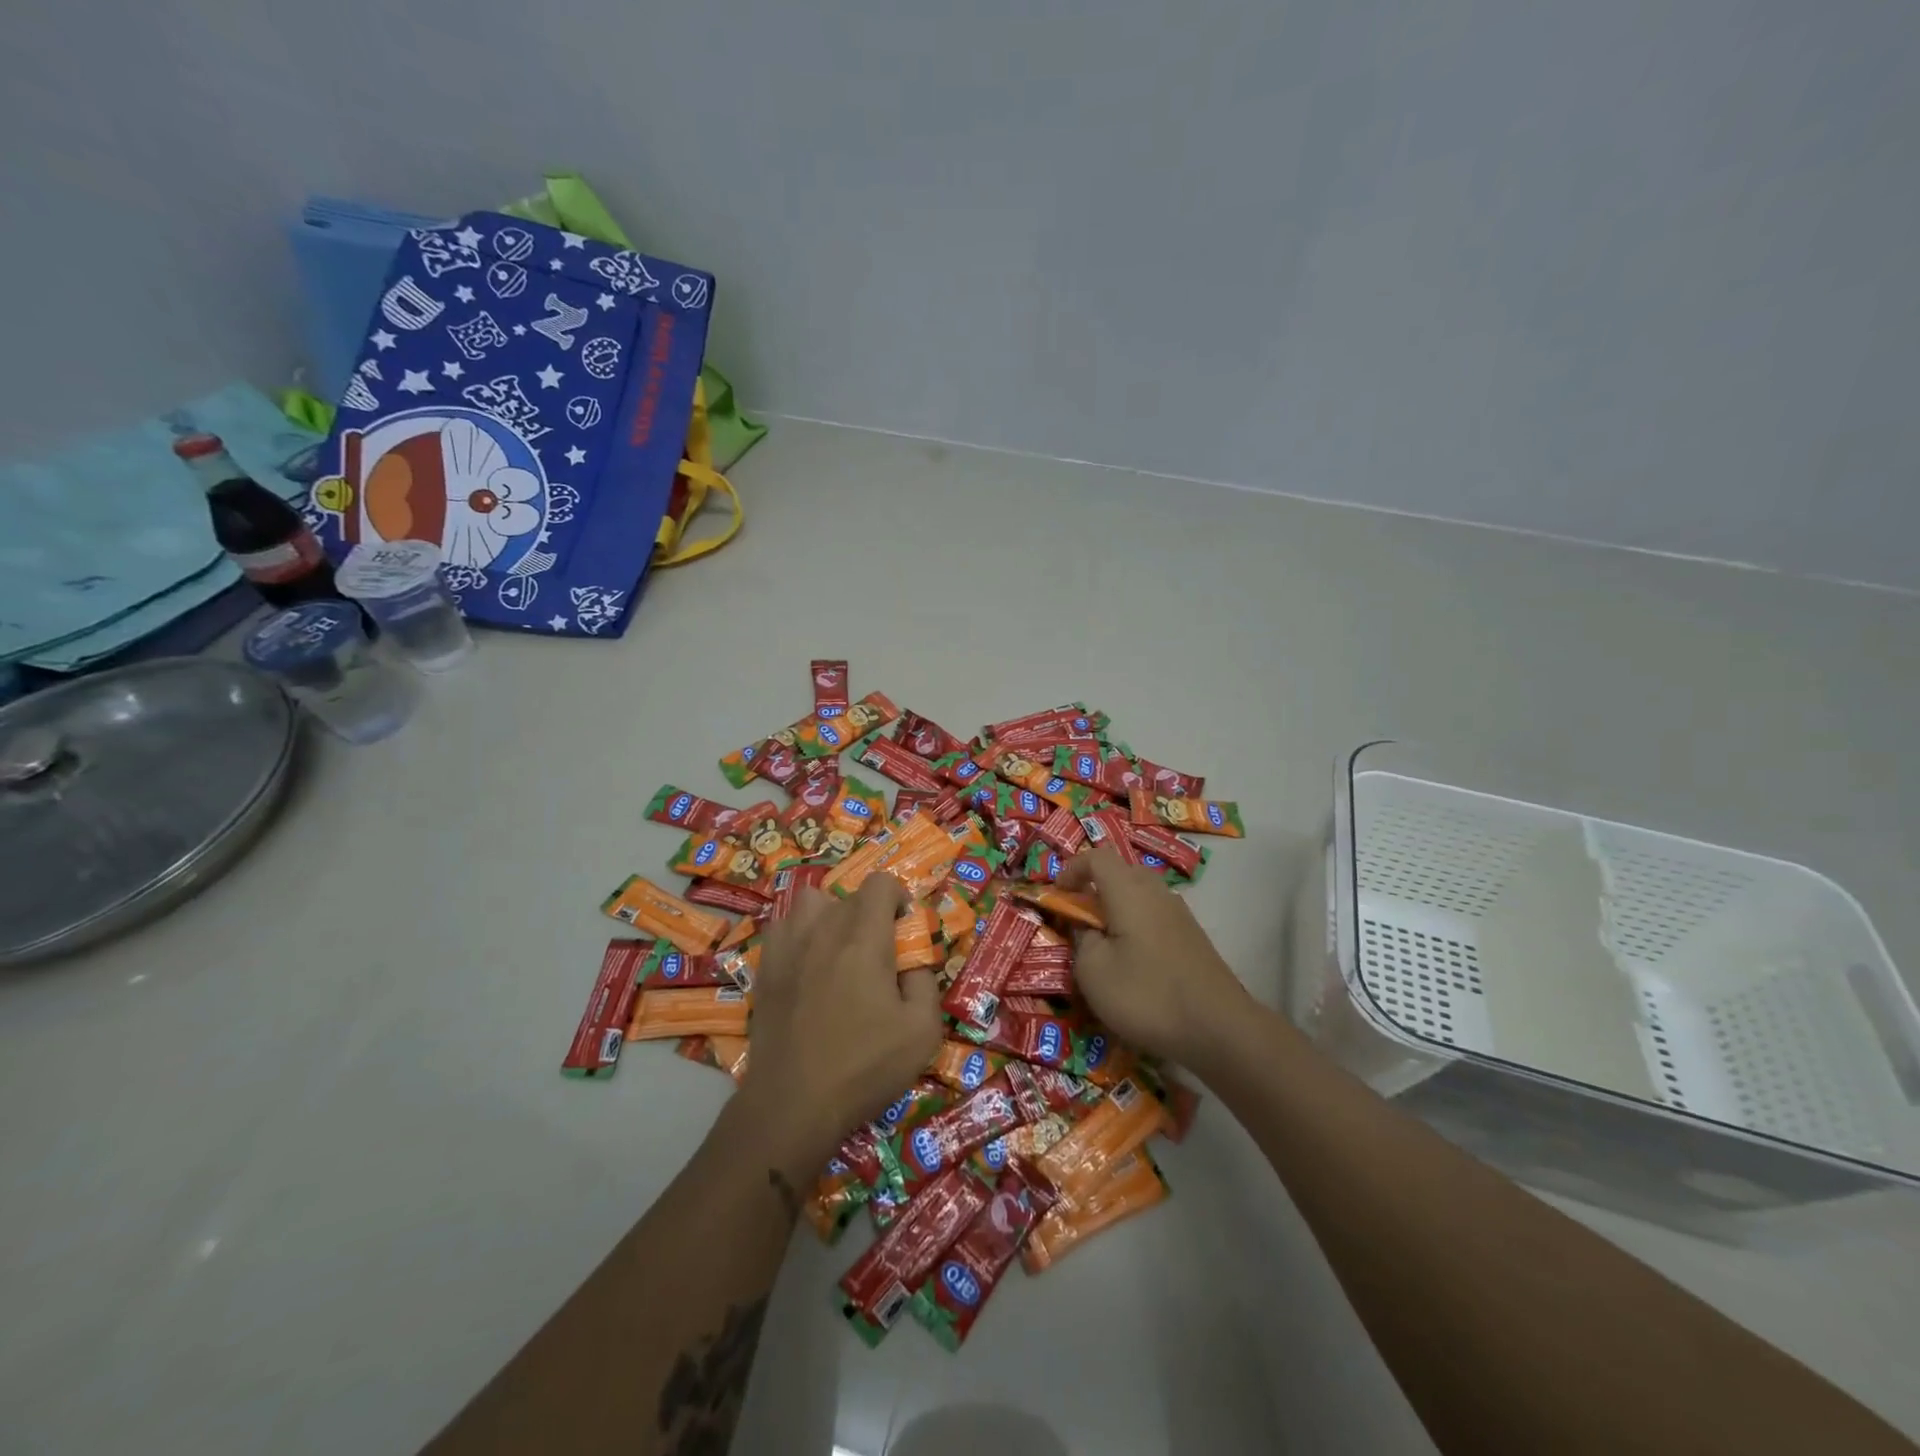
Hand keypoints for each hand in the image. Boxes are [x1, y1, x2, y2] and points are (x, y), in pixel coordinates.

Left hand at [738, 876, 942, 1165]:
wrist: (792, 1104)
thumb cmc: (864, 1067)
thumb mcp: (922, 1031)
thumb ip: (925, 981)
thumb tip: (913, 960)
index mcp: (864, 938)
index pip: (881, 883)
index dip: (899, 898)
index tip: (904, 931)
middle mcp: (823, 929)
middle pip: (850, 895)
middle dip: (870, 915)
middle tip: (877, 956)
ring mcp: (787, 946)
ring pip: (810, 902)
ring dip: (830, 916)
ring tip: (838, 951)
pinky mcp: (764, 968)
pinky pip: (783, 928)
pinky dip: (799, 935)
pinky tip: (807, 966)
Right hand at [1057, 848, 1251, 1066]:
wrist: (1219, 1029)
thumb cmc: (1147, 995)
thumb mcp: (1093, 973)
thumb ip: (1081, 941)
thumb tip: (1086, 929)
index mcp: (1129, 891)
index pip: (1097, 857)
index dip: (1072, 869)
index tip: (1057, 894)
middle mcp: (1157, 892)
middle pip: (1122, 871)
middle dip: (1095, 888)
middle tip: (1079, 918)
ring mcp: (1180, 914)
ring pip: (1141, 894)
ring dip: (1117, 908)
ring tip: (1104, 942)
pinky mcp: (1193, 938)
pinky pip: (1156, 915)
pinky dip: (1137, 925)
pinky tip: (1134, 961)